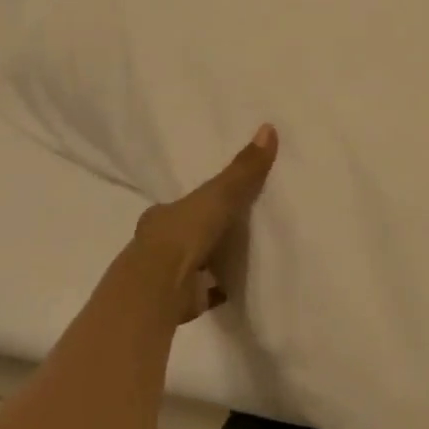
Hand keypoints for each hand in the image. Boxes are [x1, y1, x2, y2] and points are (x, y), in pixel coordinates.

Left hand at [124, 124, 279, 323]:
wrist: (159, 288)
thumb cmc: (184, 233)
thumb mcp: (219, 194)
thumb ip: (244, 169)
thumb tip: (269, 127)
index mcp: (162, 216)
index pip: (181, 206)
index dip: (197, 203)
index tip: (218, 201)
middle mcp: (159, 244)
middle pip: (186, 234)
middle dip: (204, 232)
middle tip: (235, 227)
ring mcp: (167, 276)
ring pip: (193, 264)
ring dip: (211, 261)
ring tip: (243, 255)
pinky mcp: (180, 302)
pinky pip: (204, 291)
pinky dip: (219, 288)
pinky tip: (239, 285)